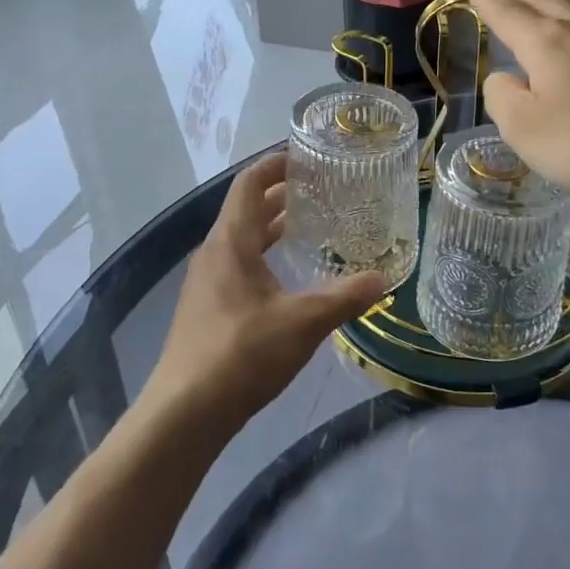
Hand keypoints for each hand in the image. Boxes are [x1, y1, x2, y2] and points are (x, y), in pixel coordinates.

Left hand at [141, 151, 388, 437]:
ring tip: (309, 226)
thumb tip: (384, 278)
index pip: (249, 184)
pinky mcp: (207, 310)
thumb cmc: (242, 354)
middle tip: (319, 190)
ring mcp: (206, 283)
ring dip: (271, 228)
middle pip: (245, 210)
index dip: (274, 165)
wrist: (185, 412)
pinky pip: (238, 266)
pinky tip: (287, 278)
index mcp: (230, 242)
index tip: (305, 156)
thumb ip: (345, 297)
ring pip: (241, 240)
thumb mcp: (303, 322)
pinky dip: (264, 257)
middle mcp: (214, 254)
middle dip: (280, 196)